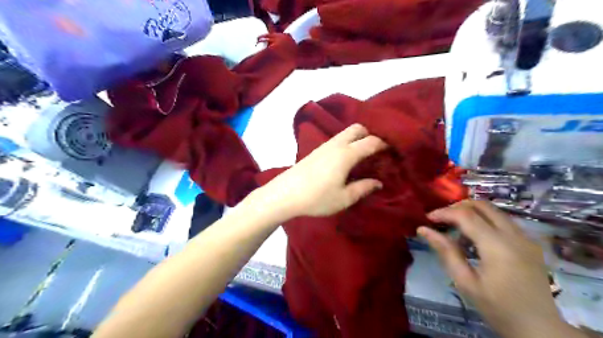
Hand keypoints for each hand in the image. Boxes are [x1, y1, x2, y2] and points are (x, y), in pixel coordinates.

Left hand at [249, 124, 385, 221]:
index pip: (371, 142)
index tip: (393, 150)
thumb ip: (363, 188)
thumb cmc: (316, 198)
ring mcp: (324, 146)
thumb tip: (378, 182)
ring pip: (345, 133)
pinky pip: (337, 139)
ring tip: (364, 153)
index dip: (384, 144)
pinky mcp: (316, 151)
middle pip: (357, 128)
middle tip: (378, 150)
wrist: (285, 194)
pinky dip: (347, 142)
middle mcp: (336, 145)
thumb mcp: (344, 198)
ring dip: (357, 138)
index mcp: (346, 154)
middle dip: (370, 134)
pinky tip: (346, 158)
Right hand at [417, 201, 581, 337]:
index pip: (465, 215)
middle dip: (457, 207)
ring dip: (471, 213)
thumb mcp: (465, 282)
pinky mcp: (530, 243)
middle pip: (482, 205)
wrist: (540, 329)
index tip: (427, 219)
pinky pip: (502, 221)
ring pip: (493, 210)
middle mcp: (514, 235)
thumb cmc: (498, 308)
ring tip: (455, 230)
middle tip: (441, 220)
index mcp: (498, 246)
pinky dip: (484, 221)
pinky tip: (475, 240)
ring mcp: (526, 237)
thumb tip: (423, 230)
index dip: (443, 212)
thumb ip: (445, 252)